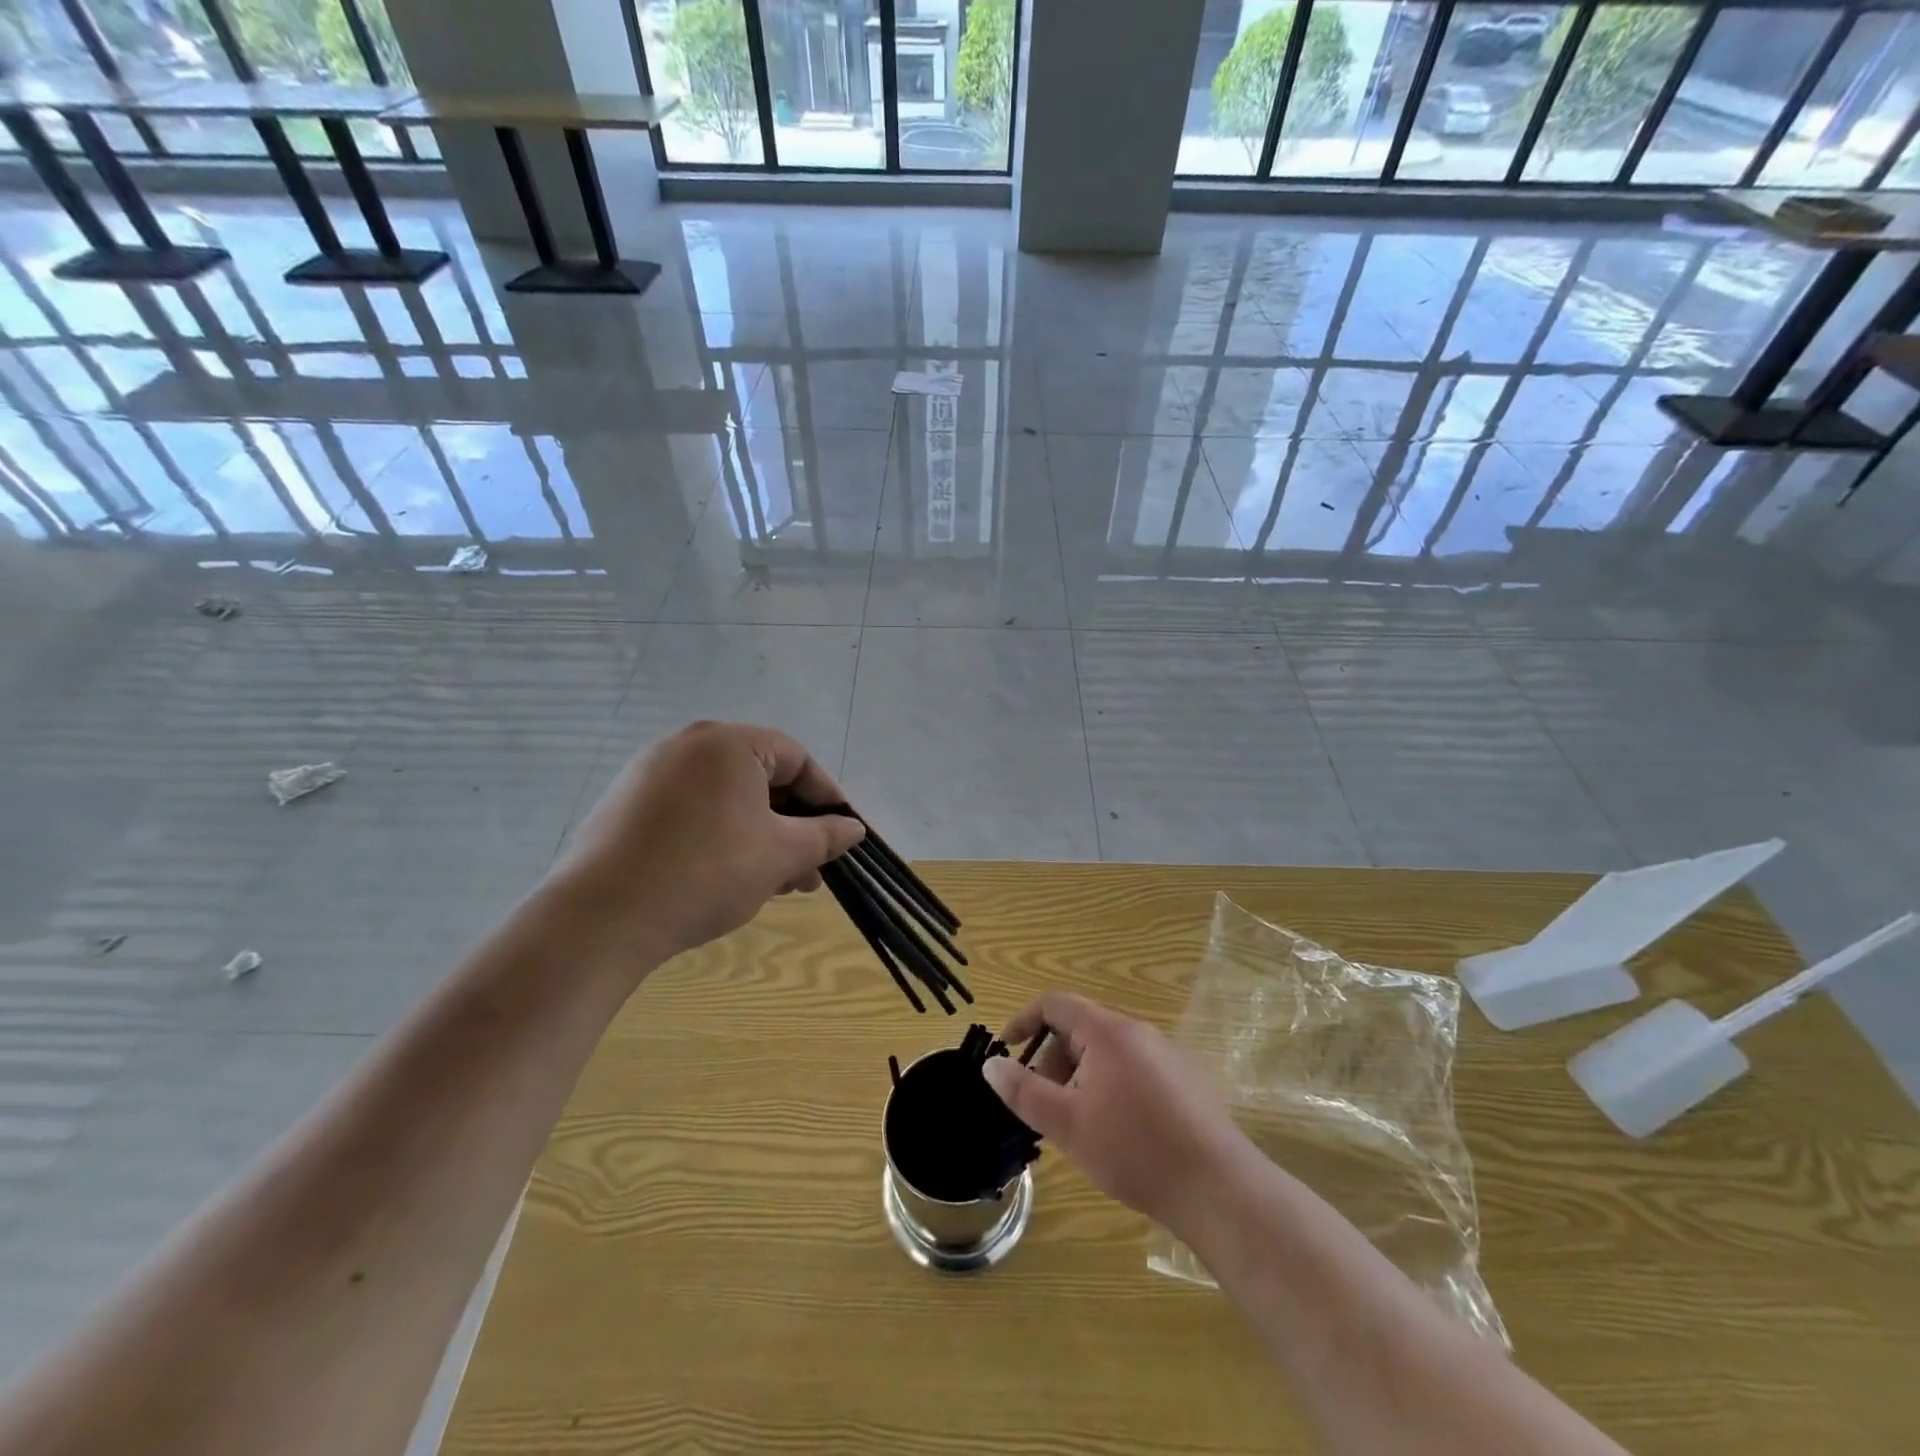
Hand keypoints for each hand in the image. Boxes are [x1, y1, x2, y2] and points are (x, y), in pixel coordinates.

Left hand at [542, 721, 863, 972]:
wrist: (602, 917)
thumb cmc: (707, 872)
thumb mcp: (780, 854)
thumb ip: (825, 835)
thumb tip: (853, 827)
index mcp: (728, 743)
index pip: (796, 759)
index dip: (827, 798)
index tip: (844, 835)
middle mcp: (688, 745)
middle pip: (761, 779)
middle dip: (794, 826)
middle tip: (812, 869)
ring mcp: (651, 774)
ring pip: (727, 799)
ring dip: (761, 837)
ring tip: (779, 884)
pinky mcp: (627, 805)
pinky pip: (693, 811)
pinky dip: (722, 837)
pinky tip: (732, 878)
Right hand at [982, 992, 1248, 1236]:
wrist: (1217, 1187)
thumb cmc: (1133, 1150)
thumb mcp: (1066, 1123)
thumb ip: (1024, 1090)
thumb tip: (992, 1064)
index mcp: (1107, 1031)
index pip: (1055, 1003)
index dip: (1024, 1021)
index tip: (1007, 1051)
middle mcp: (1138, 1031)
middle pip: (1081, 1028)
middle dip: (1053, 1059)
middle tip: (1045, 1105)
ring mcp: (1167, 1054)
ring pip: (1108, 1051)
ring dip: (1081, 1076)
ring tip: (1079, 1124)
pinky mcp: (1186, 1080)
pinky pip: (1134, 1068)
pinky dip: (1111, 1086)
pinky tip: (1118, 1132)